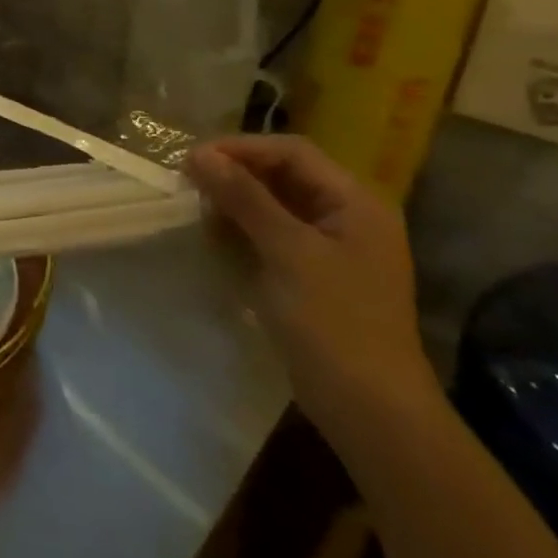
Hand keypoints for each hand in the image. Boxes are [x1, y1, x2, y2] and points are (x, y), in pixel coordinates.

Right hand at [182, 134, 439, 438]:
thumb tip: (199, 154)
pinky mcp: (313, 276)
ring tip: (197, 213)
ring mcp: (331, 249)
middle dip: (235, 176)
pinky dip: (243, 232)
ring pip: (274, 206)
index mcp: (355, 202)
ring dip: (235, 204)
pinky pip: (273, 237)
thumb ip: (244, 197)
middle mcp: (346, 217)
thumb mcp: (287, 251)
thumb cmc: (333, 321)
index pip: (292, 152)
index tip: (192, 160)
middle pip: (283, 176)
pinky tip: (215, 241)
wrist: (369, 409)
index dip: (241, 149)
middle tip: (188, 185)